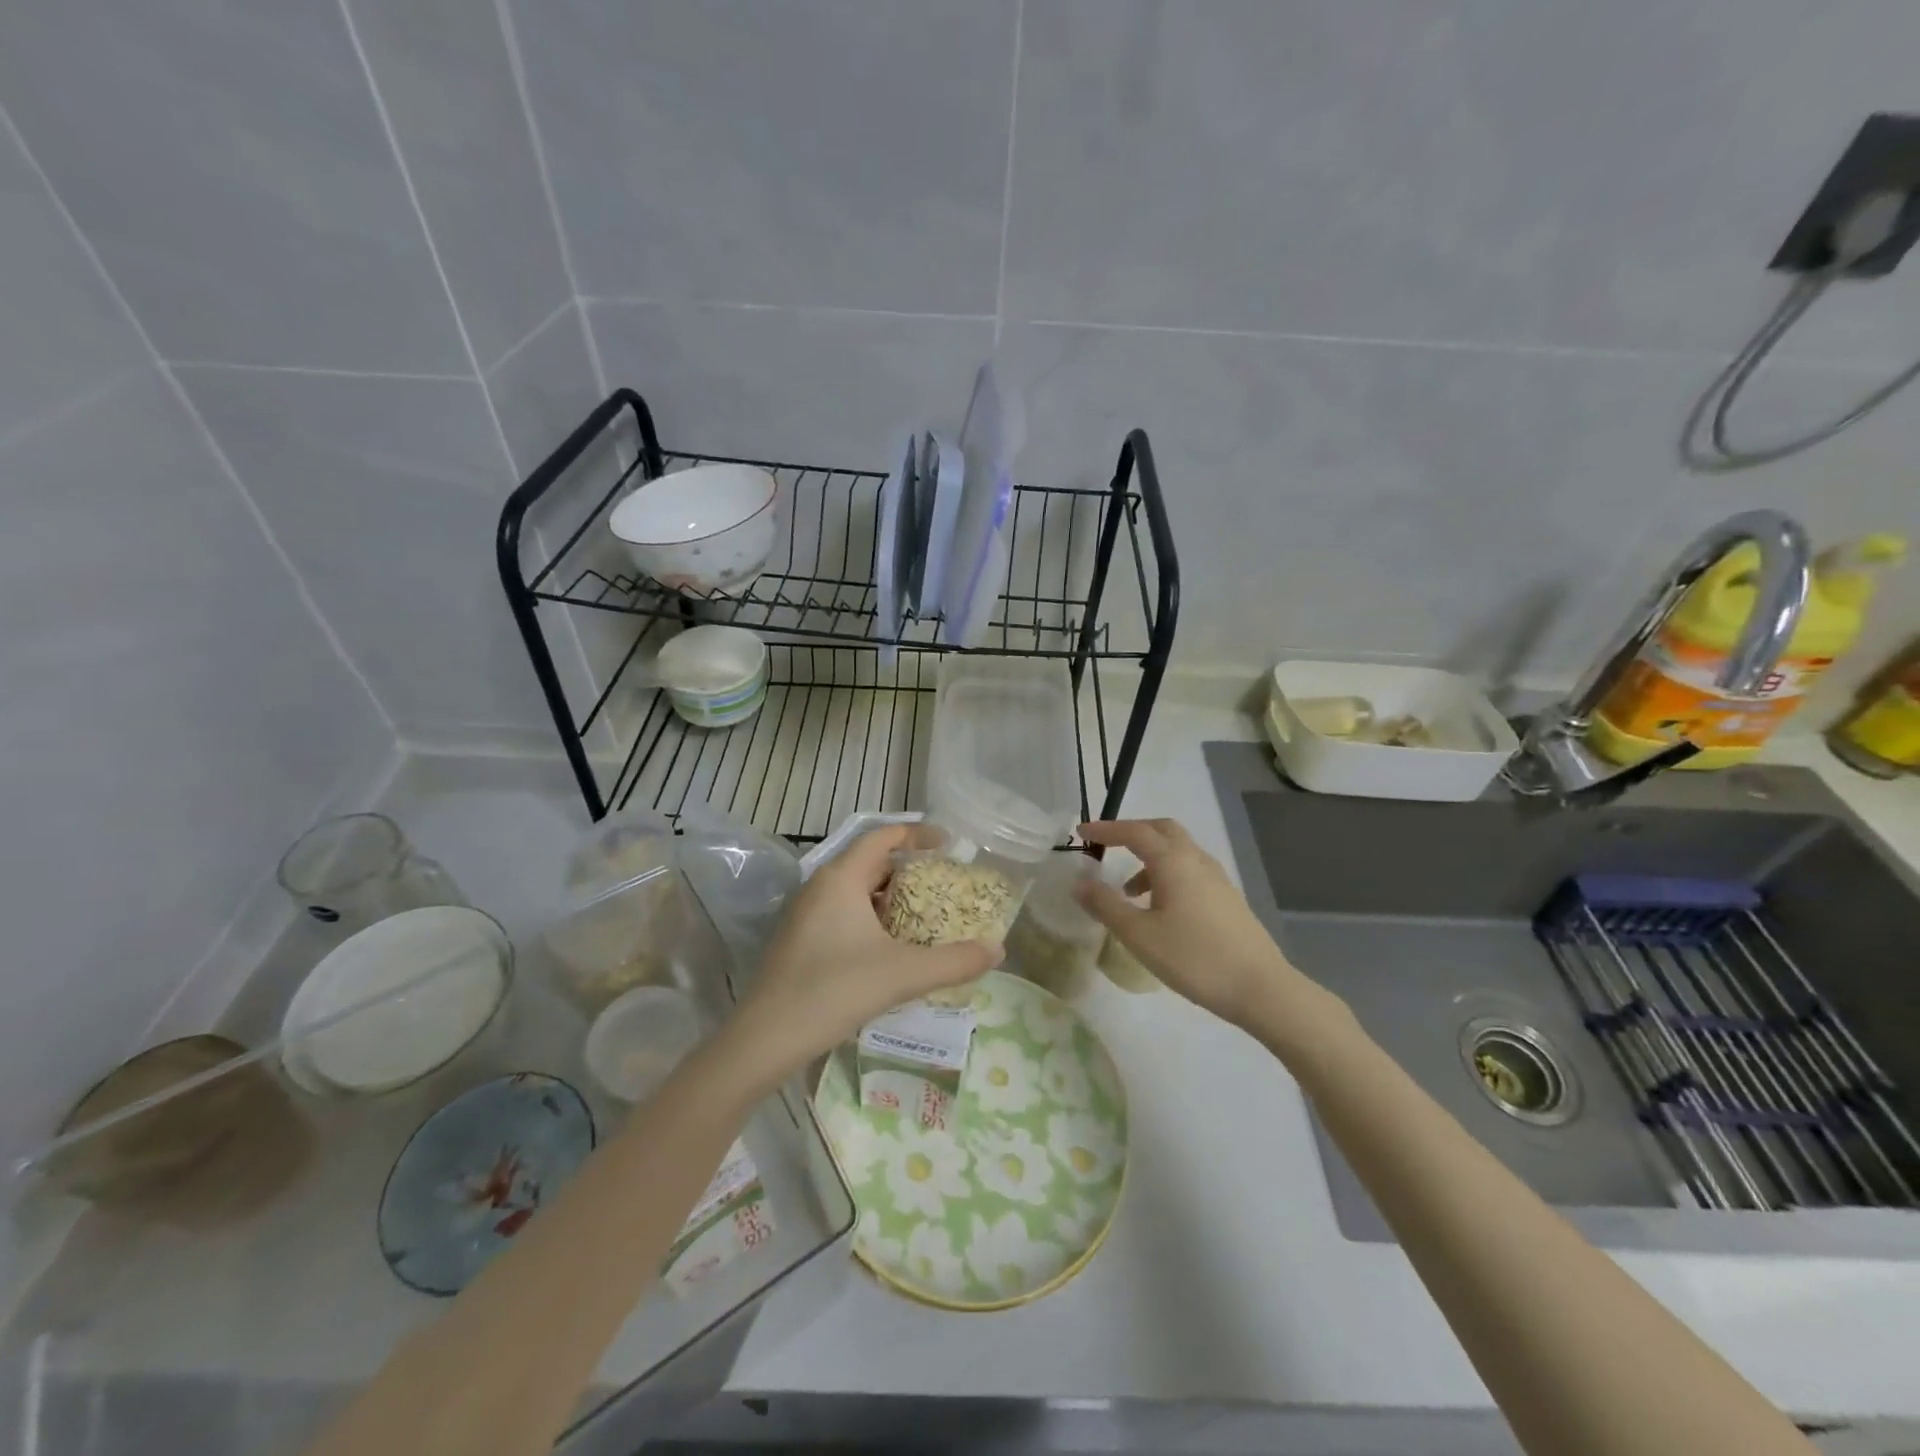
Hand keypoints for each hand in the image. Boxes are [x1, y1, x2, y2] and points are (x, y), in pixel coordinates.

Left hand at [726, 825, 1000, 1078]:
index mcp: (841, 878)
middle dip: (910, 871)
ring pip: (857, 891)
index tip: (950, 845)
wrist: (765, 1039)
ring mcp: (806, 914)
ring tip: (925, 917)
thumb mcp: (902, 974)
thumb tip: (998, 951)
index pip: (883, 836)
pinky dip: (873, 918)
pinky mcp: (800, 940)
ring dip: (891, 898)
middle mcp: (821, 886)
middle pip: (871, 862)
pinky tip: (891, 948)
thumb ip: (953, 961)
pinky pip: (844, 913)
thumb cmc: (834, 991)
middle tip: (945, 886)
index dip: (918, 835)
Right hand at [1076, 818, 1308, 1026]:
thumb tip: (1079, 882)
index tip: (1081, 833)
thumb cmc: (1194, 958)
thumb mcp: (1139, 935)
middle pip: (1162, 830)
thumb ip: (1106, 905)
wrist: (1260, 988)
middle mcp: (1196, 860)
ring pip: (1178, 851)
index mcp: (1173, 861)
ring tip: (1128, 891)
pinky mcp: (1227, 898)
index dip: (1105, 829)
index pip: (1134, 831)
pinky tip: (1160, 909)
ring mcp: (1217, 878)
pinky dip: (1167, 874)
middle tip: (1107, 847)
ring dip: (1150, 858)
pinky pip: (1190, 870)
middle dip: (1132, 833)